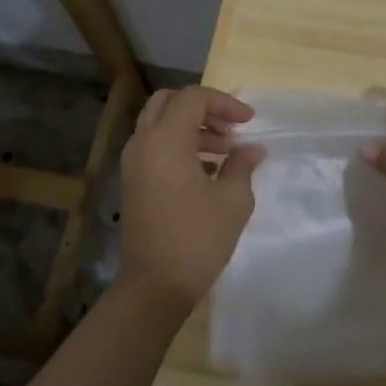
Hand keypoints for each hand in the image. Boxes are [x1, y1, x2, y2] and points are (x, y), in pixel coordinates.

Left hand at [117, 86, 263, 311]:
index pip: (193, 98)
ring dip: (192, 129)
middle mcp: (143, 144)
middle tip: (230, 127)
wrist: (155, 286)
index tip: (250, 122)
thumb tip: (252, 150)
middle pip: (168, 103)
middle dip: (202, 108)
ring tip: (226, 152)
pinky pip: (154, 148)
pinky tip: (207, 172)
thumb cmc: (198, 238)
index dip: (225, 103)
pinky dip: (178, 147)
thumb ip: (243, 165)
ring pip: (159, 125)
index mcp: (165, 140)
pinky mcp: (133, 184)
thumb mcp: (233, 200)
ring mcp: (133, 165)